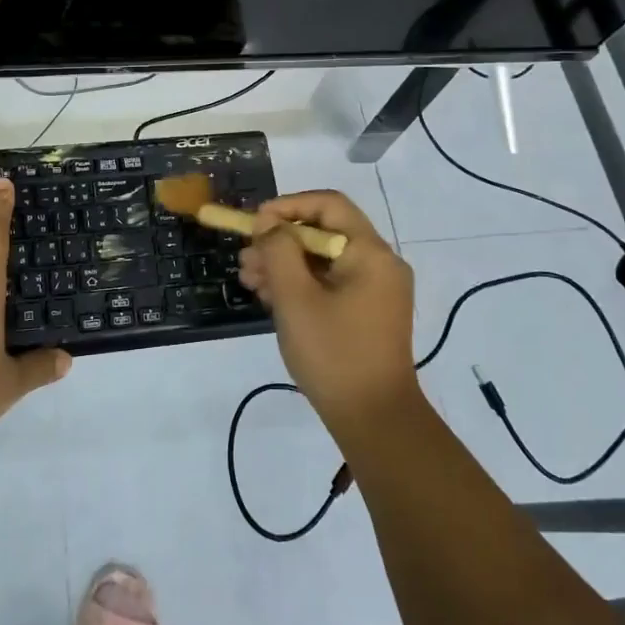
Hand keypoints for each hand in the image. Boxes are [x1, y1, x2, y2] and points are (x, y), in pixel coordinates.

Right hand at [238, 190, 418, 442]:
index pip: (329, 204)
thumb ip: (279, 251)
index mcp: (370, 253)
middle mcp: (379, 263)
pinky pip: (331, 283)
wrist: (374, 420)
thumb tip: (270, 224)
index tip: (255, 224)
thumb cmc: (333, 354)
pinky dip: (301, 284)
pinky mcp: (368, 312)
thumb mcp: (295, 298)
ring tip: (249, 281)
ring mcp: (376, 289)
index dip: (288, 206)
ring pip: (323, 259)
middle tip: (245, 259)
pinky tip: (270, 299)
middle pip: (324, 232)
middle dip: (280, 241)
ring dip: (285, 264)